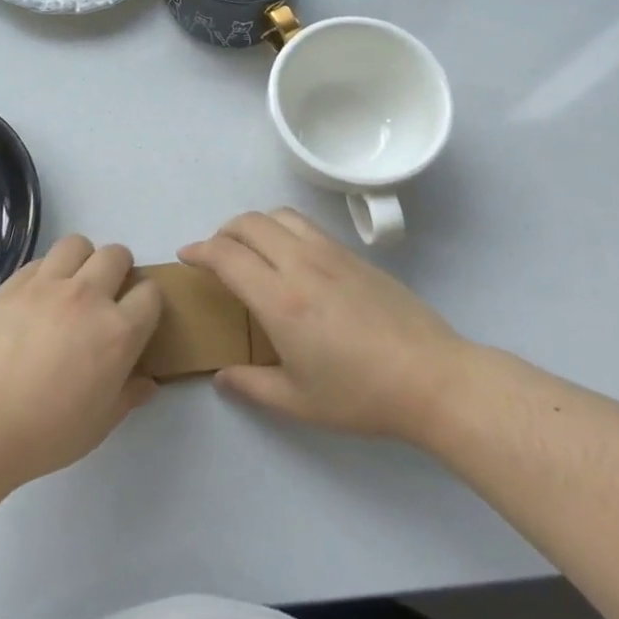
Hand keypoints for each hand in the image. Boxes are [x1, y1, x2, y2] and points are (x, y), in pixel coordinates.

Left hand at [0, 236, 162, 489]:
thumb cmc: (46, 434)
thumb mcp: (100, 424)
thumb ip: (128, 395)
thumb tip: (146, 381)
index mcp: (117, 332)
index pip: (150, 293)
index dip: (147, 303)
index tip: (136, 318)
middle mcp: (88, 297)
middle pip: (117, 255)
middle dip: (119, 270)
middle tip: (106, 297)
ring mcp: (47, 285)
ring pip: (77, 244)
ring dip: (82, 260)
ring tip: (72, 286)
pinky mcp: (13, 283)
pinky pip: (41, 260)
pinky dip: (46, 272)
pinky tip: (36, 299)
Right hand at [181, 209, 467, 443]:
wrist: (432, 378)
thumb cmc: (361, 395)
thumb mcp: (299, 403)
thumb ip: (252, 386)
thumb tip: (221, 377)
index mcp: (280, 300)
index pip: (226, 255)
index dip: (199, 250)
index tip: (186, 257)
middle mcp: (300, 264)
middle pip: (248, 223)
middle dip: (221, 232)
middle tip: (214, 255)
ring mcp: (330, 253)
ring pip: (278, 215)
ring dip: (253, 224)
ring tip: (249, 248)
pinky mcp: (352, 254)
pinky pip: (305, 225)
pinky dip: (282, 228)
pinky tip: (289, 256)